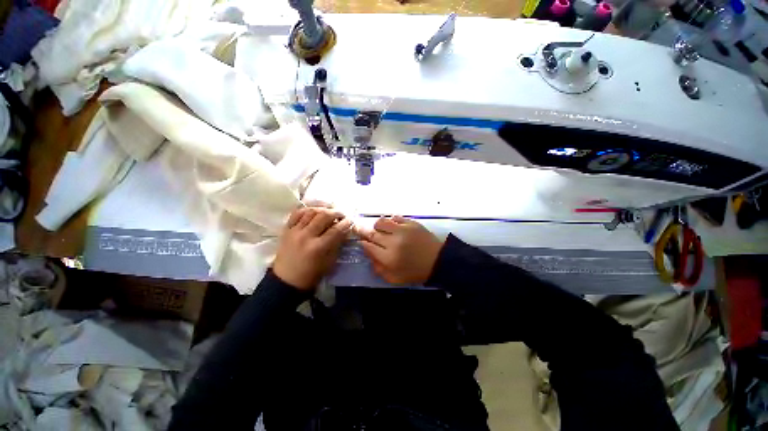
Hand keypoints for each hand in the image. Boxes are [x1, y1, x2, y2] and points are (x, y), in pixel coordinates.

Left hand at [273, 207, 352, 290]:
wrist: (286, 281)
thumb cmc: (311, 274)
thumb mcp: (330, 262)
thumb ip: (337, 244)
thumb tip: (345, 230)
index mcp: (318, 247)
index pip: (336, 229)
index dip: (346, 223)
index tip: (351, 220)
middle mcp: (306, 236)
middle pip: (324, 216)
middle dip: (336, 212)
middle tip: (342, 214)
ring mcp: (294, 231)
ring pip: (310, 212)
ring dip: (323, 208)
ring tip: (329, 210)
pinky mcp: (286, 230)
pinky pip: (296, 213)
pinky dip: (307, 209)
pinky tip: (314, 210)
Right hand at [356, 216, 443, 284]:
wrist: (437, 261)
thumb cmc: (415, 272)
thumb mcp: (394, 278)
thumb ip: (378, 268)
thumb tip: (369, 254)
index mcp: (388, 258)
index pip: (368, 246)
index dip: (363, 243)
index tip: (362, 241)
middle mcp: (393, 242)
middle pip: (372, 233)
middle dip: (363, 231)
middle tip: (359, 229)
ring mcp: (402, 230)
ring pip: (381, 222)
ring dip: (377, 225)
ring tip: (379, 229)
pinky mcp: (411, 223)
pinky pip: (395, 217)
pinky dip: (390, 221)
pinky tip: (392, 226)